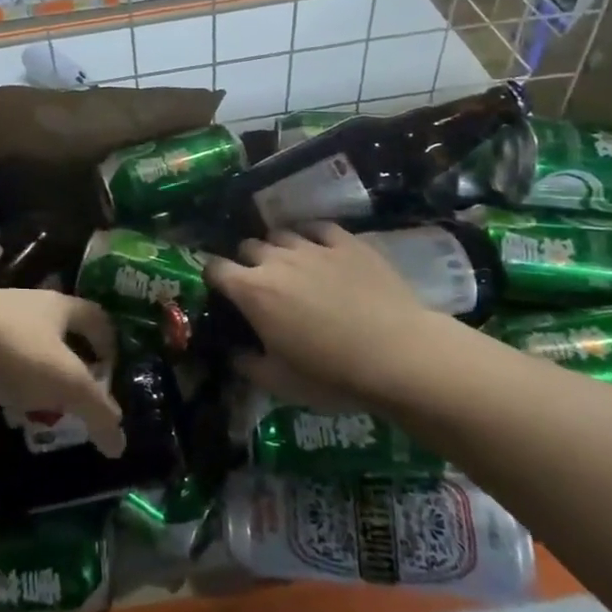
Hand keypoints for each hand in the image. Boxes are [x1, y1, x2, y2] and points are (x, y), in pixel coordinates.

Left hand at [0, 285, 124, 456]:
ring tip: (34, 401)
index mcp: (58, 306)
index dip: (108, 341)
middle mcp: (26, 302)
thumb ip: (97, 411)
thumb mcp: (66, 384)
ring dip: (32, 366)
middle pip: (57, 326)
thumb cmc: (16, 351)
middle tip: (74, 391)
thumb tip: (120, 443)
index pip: (95, 317)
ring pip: (22, 338)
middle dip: (68, 358)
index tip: (111, 369)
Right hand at [204, 224, 434, 405]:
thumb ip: (247, 365)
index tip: (219, 291)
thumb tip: (233, 353)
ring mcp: (313, 246)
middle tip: (259, 285)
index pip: (215, 268)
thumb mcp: (280, 383)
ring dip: (278, 249)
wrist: (398, 355)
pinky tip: (318, 248)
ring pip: (280, 234)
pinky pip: (318, 228)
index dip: (212, 277)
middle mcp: (276, 260)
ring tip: (290, 266)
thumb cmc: (332, 374)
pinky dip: (311, 236)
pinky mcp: (348, 242)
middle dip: (246, 262)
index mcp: (252, 291)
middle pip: (247, 246)